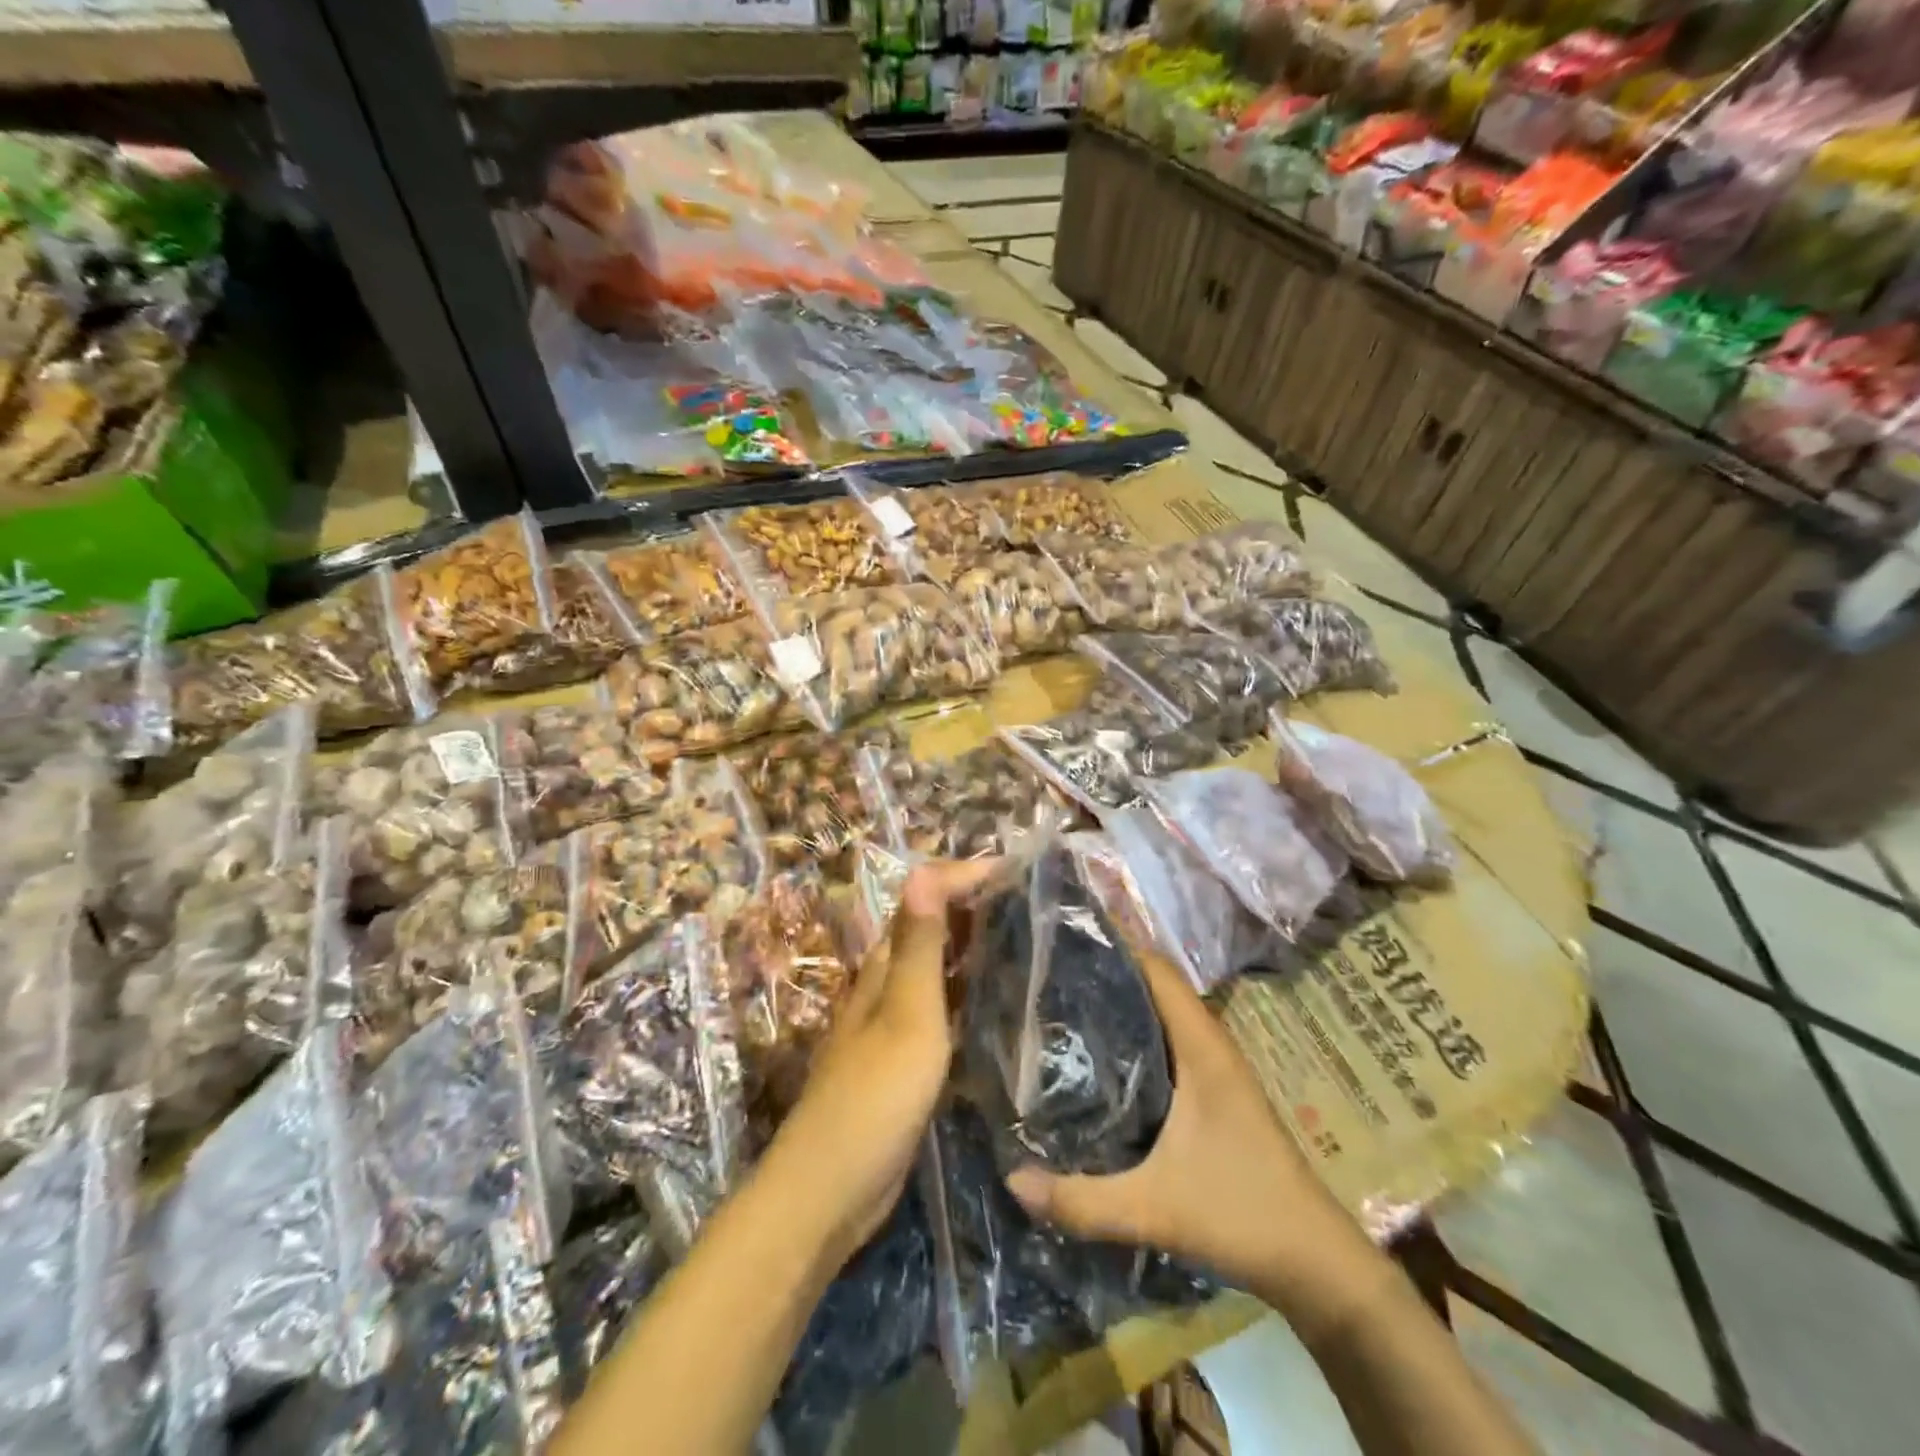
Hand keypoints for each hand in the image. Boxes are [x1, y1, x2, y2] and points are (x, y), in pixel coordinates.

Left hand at [766, 860, 994, 1267]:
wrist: (832, 1190)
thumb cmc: (874, 1096)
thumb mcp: (906, 1015)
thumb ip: (918, 946)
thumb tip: (922, 870)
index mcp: (884, 967)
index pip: (923, 898)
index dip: (964, 877)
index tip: (1016, 869)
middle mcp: (886, 986)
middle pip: (930, 929)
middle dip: (972, 906)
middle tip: (1030, 900)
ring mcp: (894, 1025)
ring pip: (938, 970)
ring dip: (972, 949)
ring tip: (1025, 941)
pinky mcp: (905, 1062)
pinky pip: (942, 1012)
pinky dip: (968, 995)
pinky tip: (999, 1006)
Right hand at [1004, 947, 1377, 1311]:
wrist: (1315, 1263)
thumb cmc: (1241, 1213)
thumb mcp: (1154, 1208)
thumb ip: (1082, 1200)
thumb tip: (1012, 1180)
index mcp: (1201, 1046)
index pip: (1156, 969)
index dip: (1115, 945)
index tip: (1063, 939)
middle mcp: (1208, 1045)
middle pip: (1154, 986)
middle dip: (1105, 973)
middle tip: (1046, 972)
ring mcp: (1214, 1069)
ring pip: (1161, 1016)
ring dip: (1119, 1005)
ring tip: (1060, 1004)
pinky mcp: (1213, 1094)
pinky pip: (1167, 1045)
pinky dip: (1134, 1037)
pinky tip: (1097, 1059)